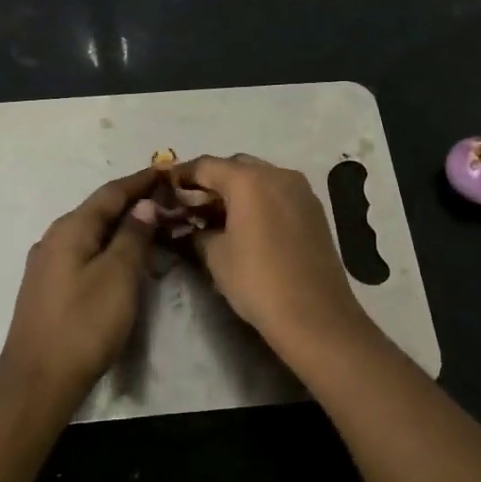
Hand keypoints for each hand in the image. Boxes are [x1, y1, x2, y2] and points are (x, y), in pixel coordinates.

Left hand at [0, 168, 159, 404]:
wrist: (37, 381)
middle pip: (99, 211)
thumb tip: (144, 205)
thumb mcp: (118, 276)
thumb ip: (133, 236)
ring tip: (154, 228)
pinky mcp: (49, 288)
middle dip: (133, 203)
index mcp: (70, 229)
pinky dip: (109, 248)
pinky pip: (85, 253)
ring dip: (122, 227)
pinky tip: (124, 260)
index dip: (140, 181)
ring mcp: (48, 264)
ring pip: (92, 234)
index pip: (111, 193)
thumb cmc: (84, 324)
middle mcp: (54, 239)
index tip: (167, 171)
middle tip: (168, 201)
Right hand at [180, 154, 375, 356]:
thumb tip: (190, 227)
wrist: (315, 315)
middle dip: (211, 182)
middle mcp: (277, 174)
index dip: (182, 176)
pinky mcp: (314, 208)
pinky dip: (259, 199)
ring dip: (237, 190)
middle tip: (192, 206)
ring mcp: (300, 190)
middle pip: (234, 167)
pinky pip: (278, 193)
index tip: (165, 188)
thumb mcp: (216, 256)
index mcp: (248, 180)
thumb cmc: (258, 281)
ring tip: (218, 217)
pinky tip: (248, 224)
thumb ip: (197, 232)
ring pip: (259, 178)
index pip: (205, 166)